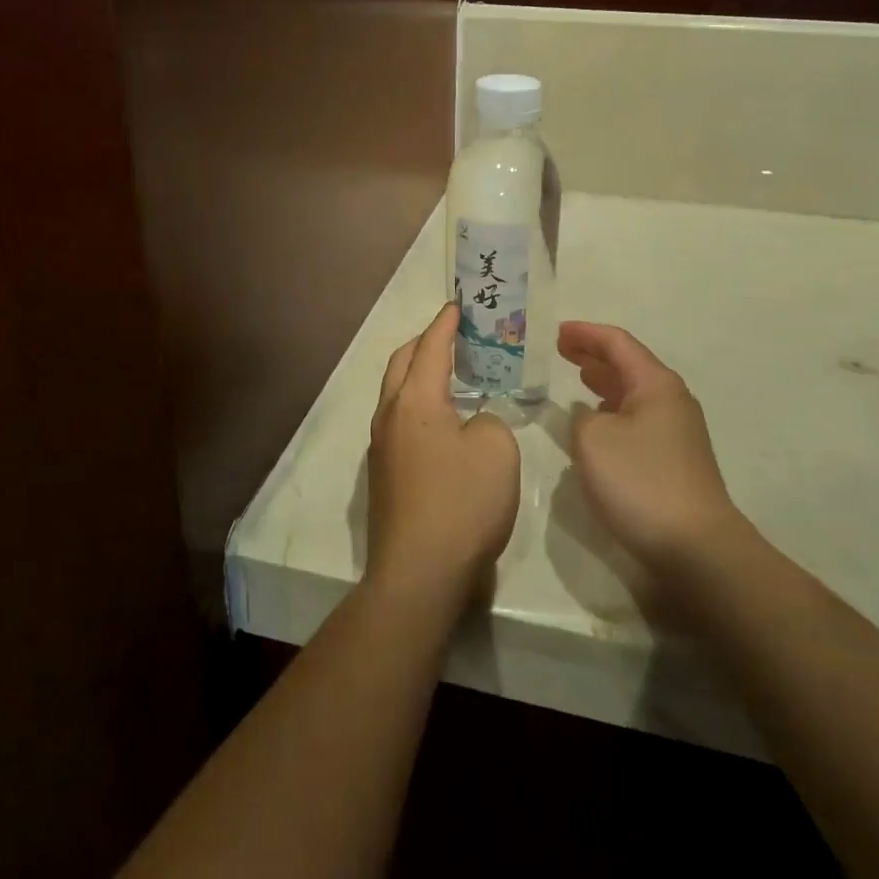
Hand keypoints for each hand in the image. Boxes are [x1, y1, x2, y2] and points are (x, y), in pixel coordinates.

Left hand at [366, 304, 520, 604]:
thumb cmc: (462, 502)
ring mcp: (381, 447)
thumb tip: (471, 425)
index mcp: (415, 400)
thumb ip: (488, 421)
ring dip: (418, 375)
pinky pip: (399, 422)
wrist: (419, 574)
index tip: (457, 304)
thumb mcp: (497, 449)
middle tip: (453, 335)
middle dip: (425, 342)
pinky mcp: (384, 475)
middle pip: (402, 363)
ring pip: (396, 393)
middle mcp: (390, 415)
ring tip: (450, 374)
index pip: (430, 347)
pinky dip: (418, 406)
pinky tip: (442, 423)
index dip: (446, 323)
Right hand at [559, 321, 748, 575]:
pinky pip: (637, 421)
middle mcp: (671, 401)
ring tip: (578, 379)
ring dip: (604, 385)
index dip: (585, 334)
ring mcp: (677, 433)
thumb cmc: (641, 481)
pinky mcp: (674, 462)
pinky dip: (613, 413)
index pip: (617, 343)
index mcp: (655, 384)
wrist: (696, 548)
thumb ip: (581, 418)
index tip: (556, 332)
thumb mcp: (593, 439)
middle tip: (562, 350)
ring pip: (633, 395)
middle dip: (594, 356)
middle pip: (629, 365)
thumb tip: (591, 419)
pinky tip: (597, 425)